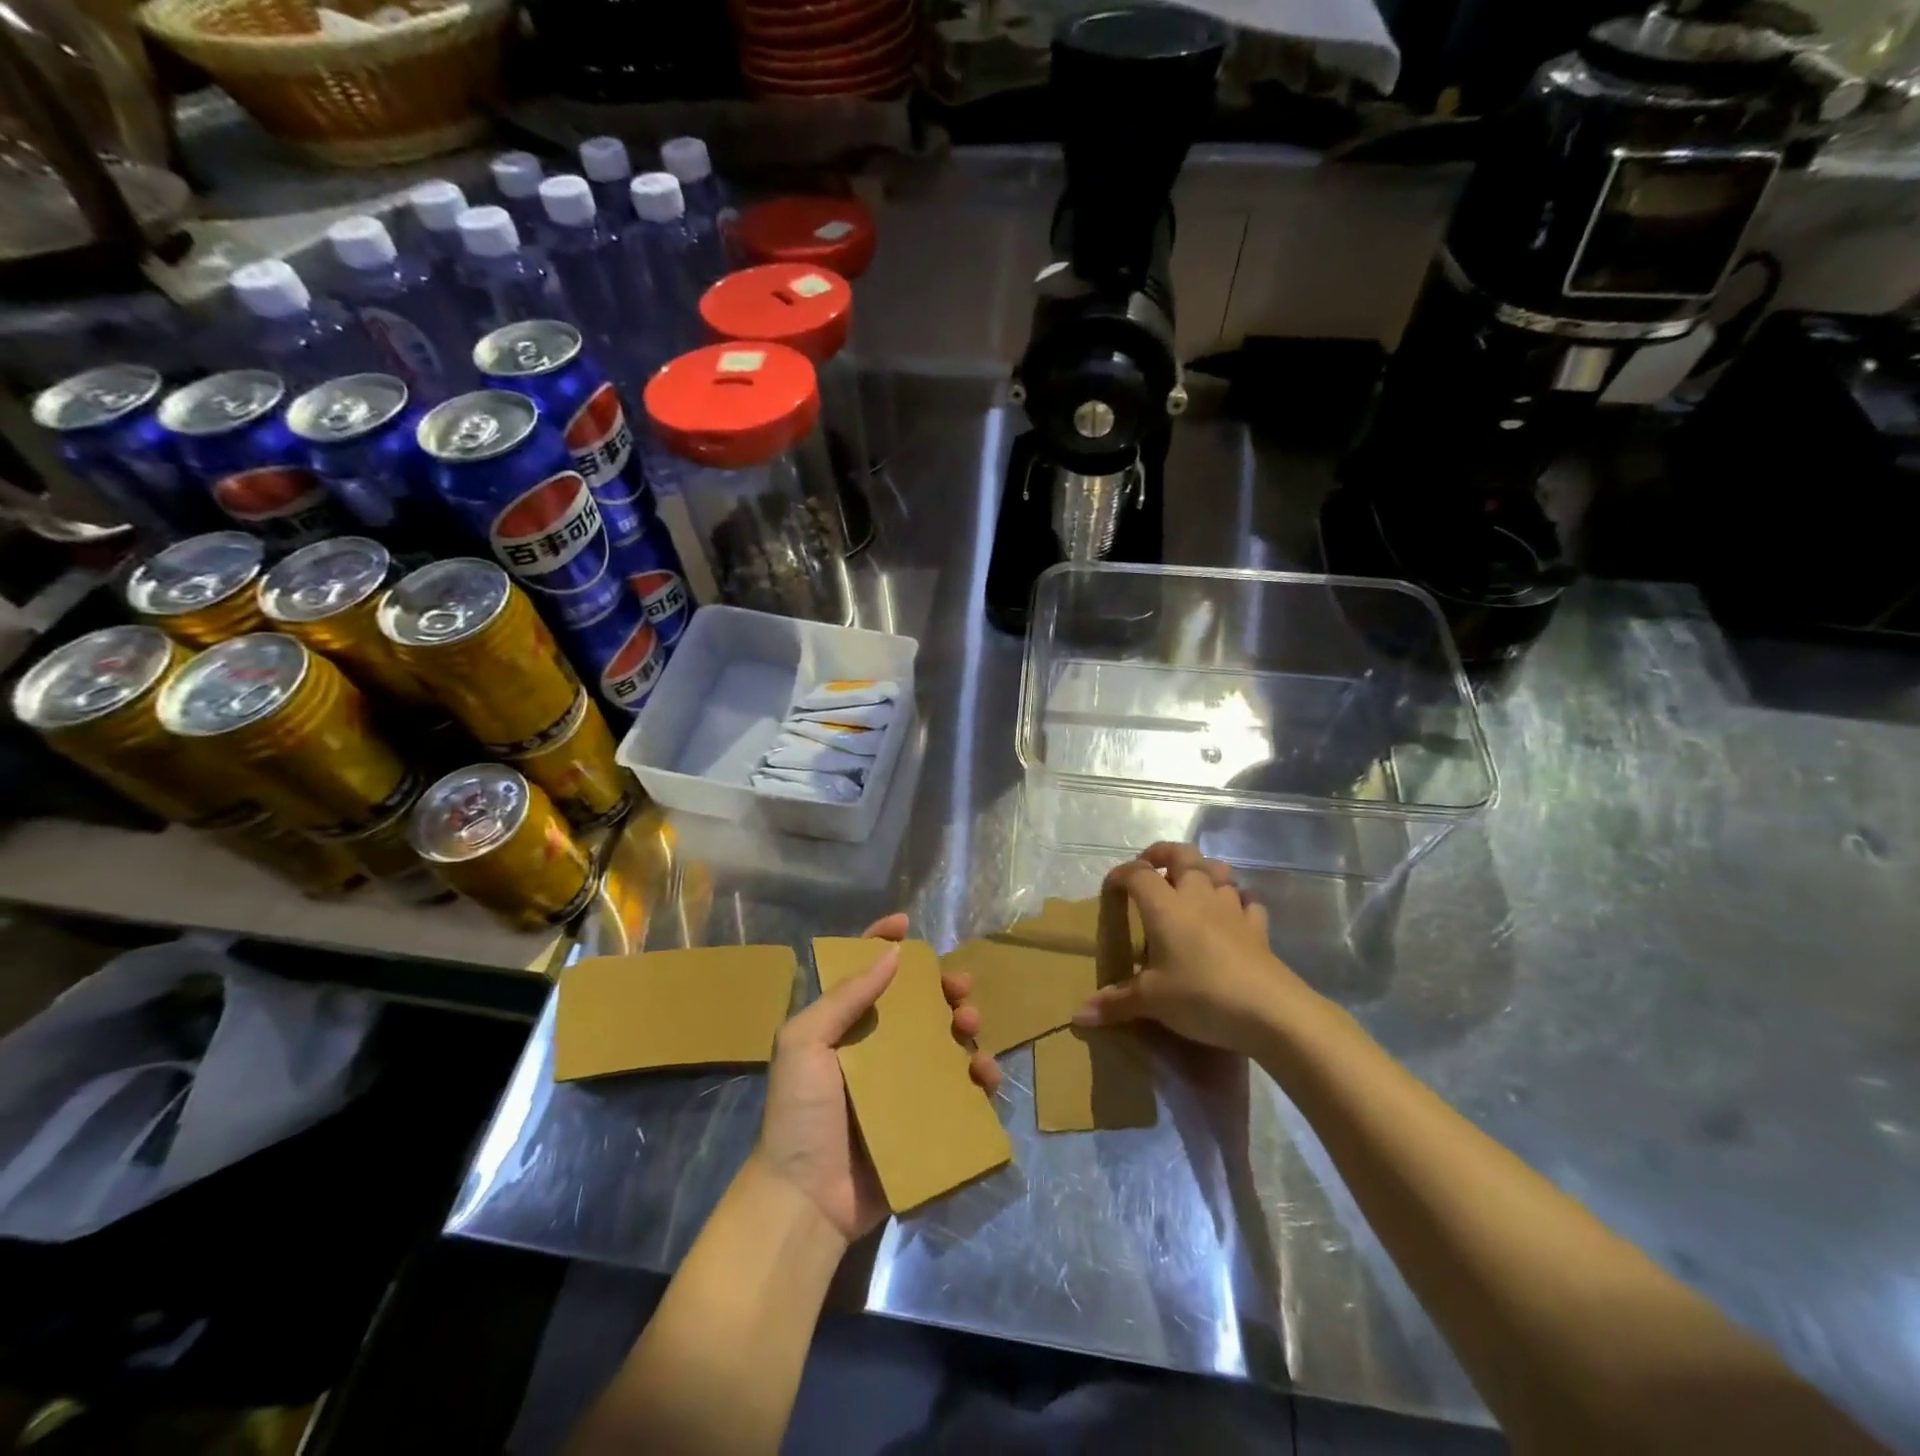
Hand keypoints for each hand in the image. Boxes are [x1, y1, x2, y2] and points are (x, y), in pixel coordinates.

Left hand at [755, 915, 997, 1242]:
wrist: (806, 1199)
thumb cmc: (799, 1113)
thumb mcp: (805, 1043)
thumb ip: (844, 998)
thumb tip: (890, 954)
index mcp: (844, 1027)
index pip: (864, 972)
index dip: (882, 943)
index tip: (906, 924)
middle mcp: (877, 1049)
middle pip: (918, 1005)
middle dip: (943, 988)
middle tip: (959, 988)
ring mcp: (903, 1086)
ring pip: (946, 1042)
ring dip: (966, 1027)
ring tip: (972, 1027)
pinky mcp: (925, 1121)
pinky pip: (961, 1091)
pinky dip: (978, 1077)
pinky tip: (984, 1075)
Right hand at [1073, 842, 1316, 1056]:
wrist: (1270, 1011)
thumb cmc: (1201, 995)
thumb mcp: (1151, 1001)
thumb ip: (1115, 1002)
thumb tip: (1079, 1016)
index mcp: (1165, 906)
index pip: (1138, 874)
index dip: (1122, 874)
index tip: (1111, 886)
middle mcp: (1198, 897)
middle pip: (1183, 855)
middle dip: (1164, 854)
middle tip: (1151, 866)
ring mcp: (1232, 909)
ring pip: (1219, 871)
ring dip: (1203, 870)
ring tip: (1190, 885)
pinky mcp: (1258, 928)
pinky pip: (1247, 901)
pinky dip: (1236, 900)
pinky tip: (1230, 914)